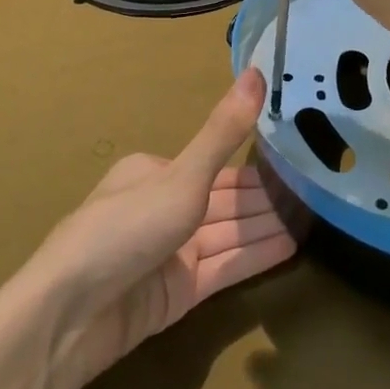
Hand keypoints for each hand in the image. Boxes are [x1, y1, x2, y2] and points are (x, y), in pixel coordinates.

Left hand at [27, 70, 295, 388]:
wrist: (69, 317)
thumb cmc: (125, 228)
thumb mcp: (182, 175)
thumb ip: (224, 132)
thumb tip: (259, 71)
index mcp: (155, 172)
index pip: (216, 165)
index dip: (257, 165)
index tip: (298, 160)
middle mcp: (164, 207)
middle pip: (226, 201)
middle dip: (268, 198)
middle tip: (319, 190)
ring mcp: (171, 253)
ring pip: (230, 233)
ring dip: (267, 226)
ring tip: (316, 217)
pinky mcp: (178, 293)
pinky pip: (226, 267)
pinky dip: (256, 255)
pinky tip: (292, 246)